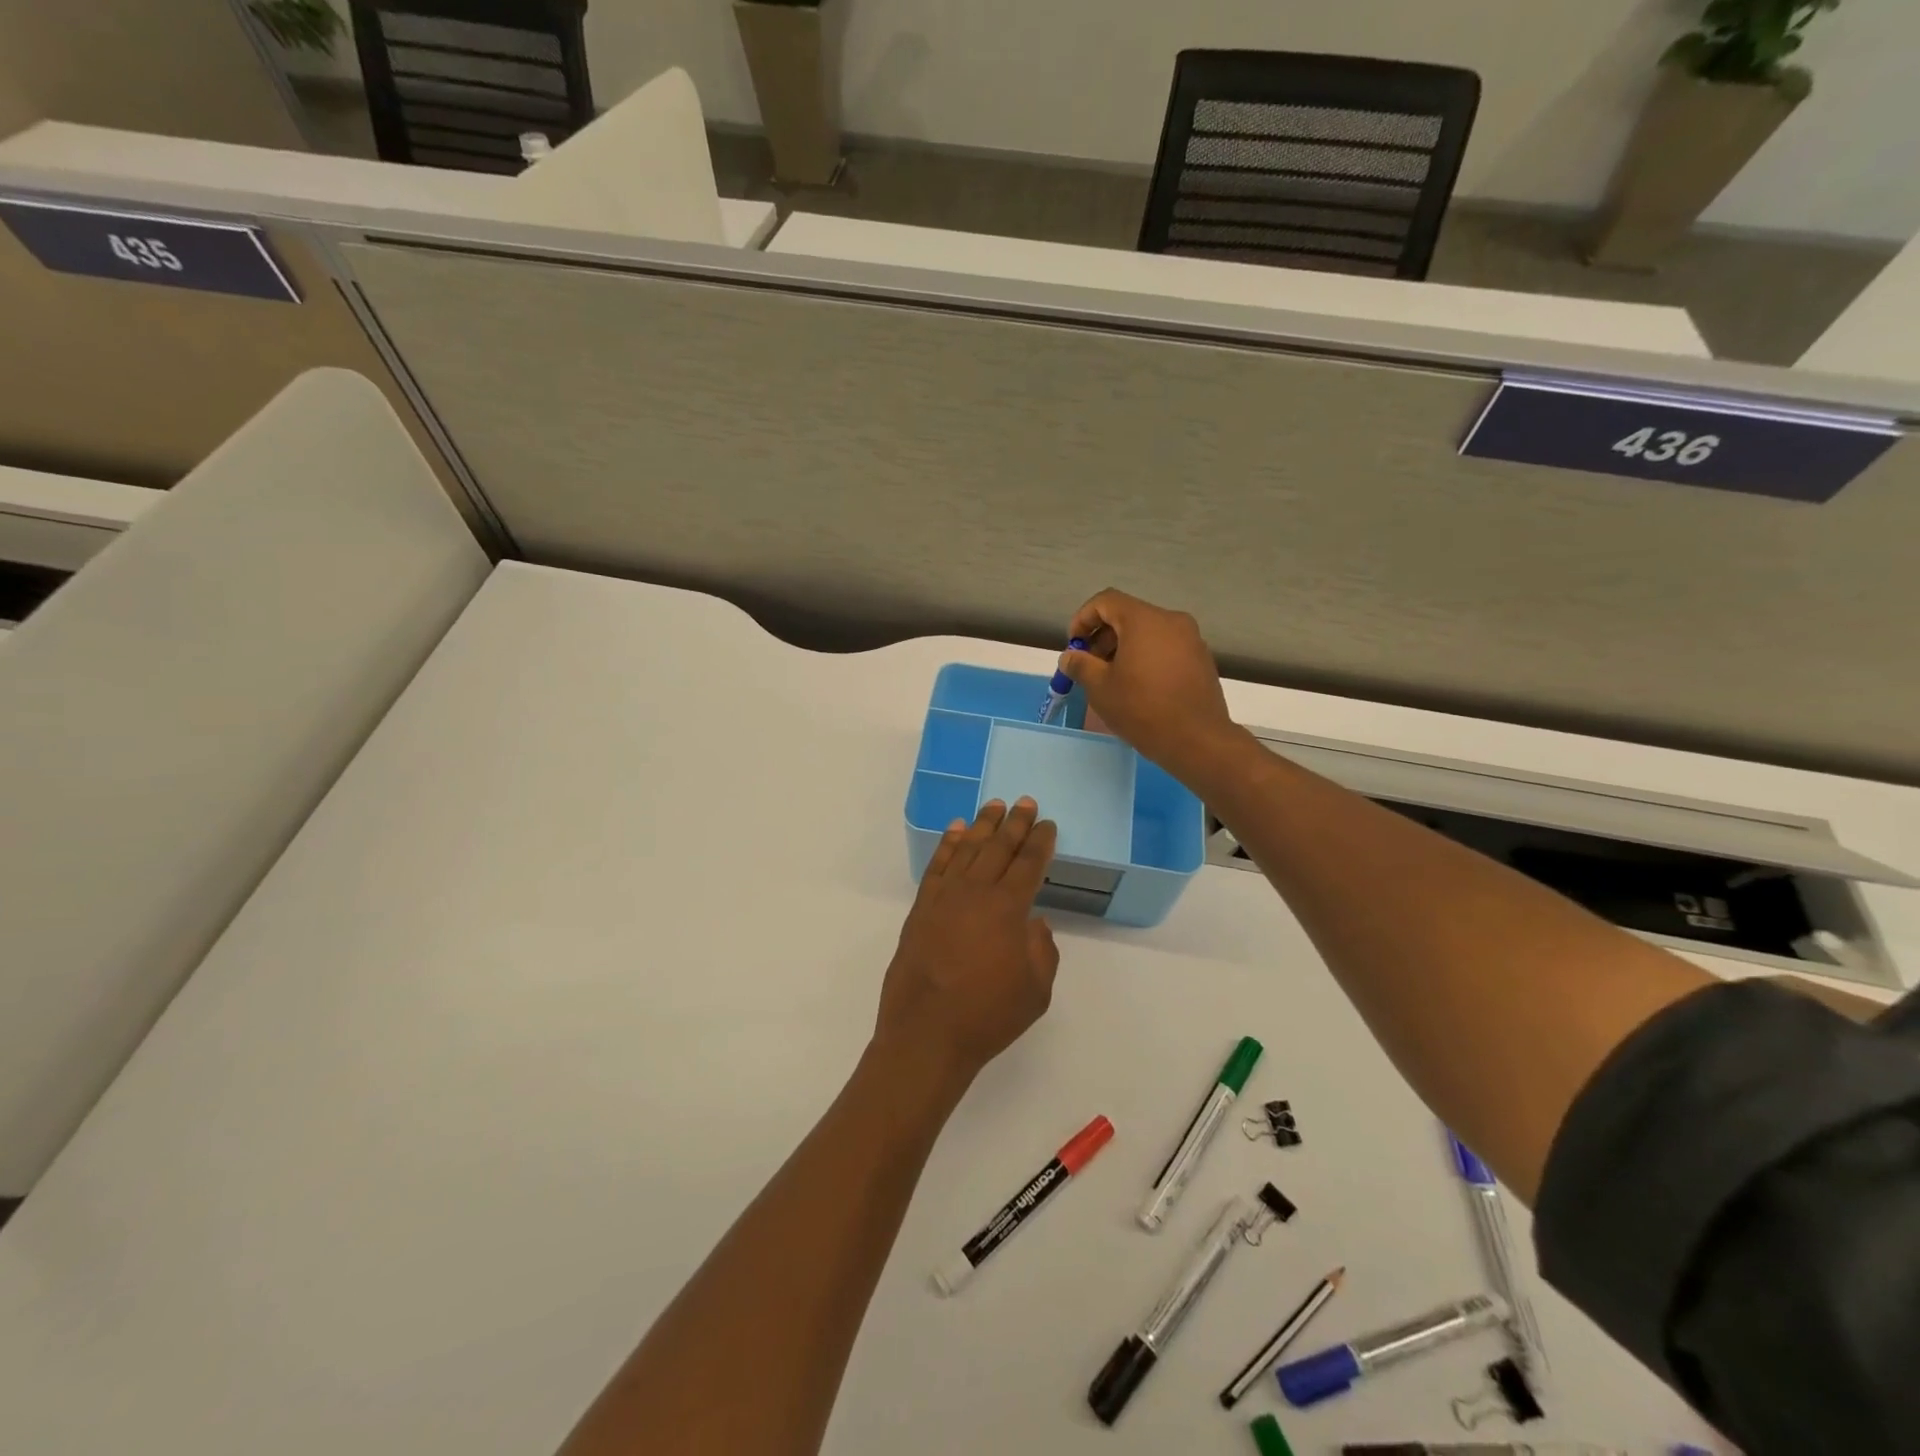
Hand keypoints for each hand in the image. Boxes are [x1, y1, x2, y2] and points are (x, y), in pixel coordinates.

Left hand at [876, 798, 1059, 1084]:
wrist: (926, 1033)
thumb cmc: (988, 1016)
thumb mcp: (1036, 990)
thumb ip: (1042, 950)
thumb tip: (1034, 924)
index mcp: (1008, 909)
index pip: (1029, 864)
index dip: (1040, 842)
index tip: (1048, 824)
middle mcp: (975, 893)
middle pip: (999, 848)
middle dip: (1015, 823)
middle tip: (1026, 802)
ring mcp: (944, 898)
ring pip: (967, 849)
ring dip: (983, 825)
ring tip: (994, 806)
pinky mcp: (921, 908)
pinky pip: (937, 866)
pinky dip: (947, 845)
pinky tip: (956, 831)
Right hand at [1059, 590, 1241, 783]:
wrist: (1198, 740)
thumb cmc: (1142, 709)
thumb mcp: (1100, 688)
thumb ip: (1080, 665)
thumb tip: (1070, 656)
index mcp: (1144, 620)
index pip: (1106, 601)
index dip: (1083, 619)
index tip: (1074, 646)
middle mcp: (1171, 621)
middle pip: (1128, 615)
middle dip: (1102, 636)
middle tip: (1089, 666)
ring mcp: (1191, 639)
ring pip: (1148, 632)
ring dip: (1124, 648)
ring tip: (1112, 679)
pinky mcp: (1201, 659)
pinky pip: (1166, 647)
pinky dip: (1146, 657)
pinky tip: (1139, 686)